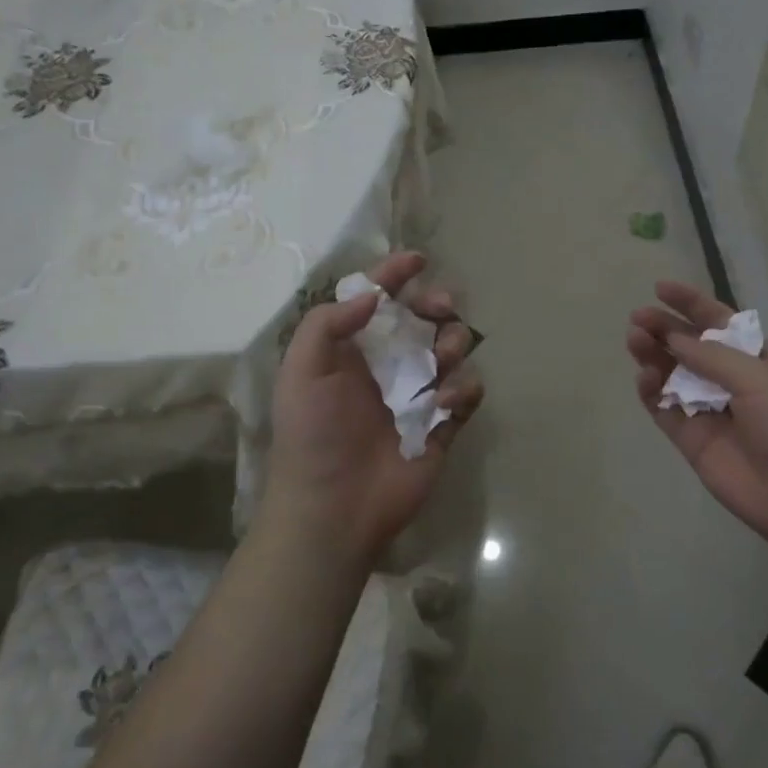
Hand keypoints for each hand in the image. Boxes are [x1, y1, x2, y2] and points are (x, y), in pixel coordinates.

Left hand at [264, 252, 483, 568]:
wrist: (333, 508)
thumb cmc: (312, 436)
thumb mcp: (301, 372)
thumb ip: (328, 324)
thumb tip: (373, 296)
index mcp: (352, 350)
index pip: (377, 301)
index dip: (395, 275)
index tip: (418, 260)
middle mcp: (388, 366)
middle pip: (424, 319)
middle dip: (436, 305)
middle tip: (440, 308)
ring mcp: (417, 395)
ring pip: (451, 350)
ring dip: (452, 344)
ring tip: (438, 362)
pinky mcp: (442, 425)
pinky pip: (467, 392)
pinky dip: (463, 389)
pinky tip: (443, 403)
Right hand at [628, 280, 767, 559]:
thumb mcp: (760, 378)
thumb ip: (711, 357)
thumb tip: (673, 337)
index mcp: (757, 358)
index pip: (718, 322)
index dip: (691, 303)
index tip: (660, 288)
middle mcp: (731, 381)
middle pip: (690, 347)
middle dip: (665, 329)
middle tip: (637, 318)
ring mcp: (711, 412)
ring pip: (673, 377)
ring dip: (654, 356)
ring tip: (635, 341)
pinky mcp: (694, 442)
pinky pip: (665, 410)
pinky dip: (651, 393)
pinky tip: (643, 377)